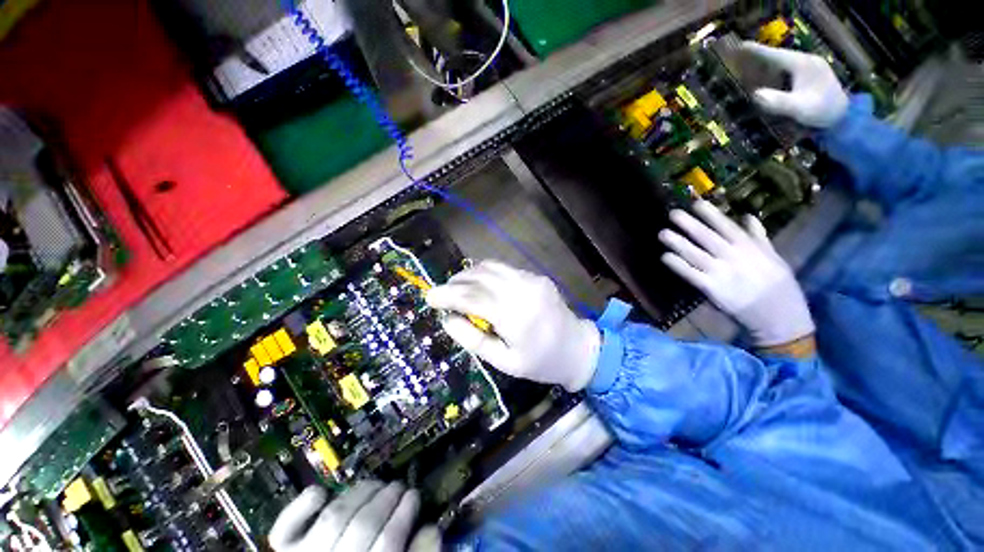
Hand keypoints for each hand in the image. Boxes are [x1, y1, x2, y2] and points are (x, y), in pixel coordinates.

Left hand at [269, 482, 439, 551]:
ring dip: (359, 493)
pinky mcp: (283, 549)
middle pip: (362, 526)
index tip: (414, 495)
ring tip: (375, 485)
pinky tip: (323, 494)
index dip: (405, 514)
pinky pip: (287, 524)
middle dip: (387, 499)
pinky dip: (305, 503)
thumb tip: (431, 528)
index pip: (388, 543)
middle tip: (399, 487)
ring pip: (334, 517)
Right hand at [425, 260, 600, 391]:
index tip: (429, 297)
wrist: (578, 348)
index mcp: (515, 317)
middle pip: (480, 278)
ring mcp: (532, 279)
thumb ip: (473, 340)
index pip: (472, 298)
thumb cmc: (540, 362)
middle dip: (456, 282)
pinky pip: (505, 269)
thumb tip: (448, 319)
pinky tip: (480, 284)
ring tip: (457, 287)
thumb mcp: (504, 362)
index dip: (448, 296)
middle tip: (442, 292)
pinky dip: (486, 273)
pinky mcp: (537, 276)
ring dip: (470, 274)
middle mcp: (523, 291)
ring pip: (491, 267)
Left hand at [659, 201, 813, 346]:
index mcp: (750, 247)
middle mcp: (734, 256)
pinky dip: (678, 265)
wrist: (781, 318)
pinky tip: (665, 257)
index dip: (710, 214)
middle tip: (671, 213)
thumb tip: (748, 216)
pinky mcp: (712, 289)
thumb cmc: (779, 286)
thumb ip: (758, 236)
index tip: (695, 202)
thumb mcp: (774, 256)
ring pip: (696, 254)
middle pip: (707, 237)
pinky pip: (691, 274)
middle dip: (689, 224)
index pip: (726, 226)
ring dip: (678, 243)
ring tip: (662, 233)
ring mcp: (722, 273)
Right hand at [741, 41, 847, 128]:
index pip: (775, 55)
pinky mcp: (808, 75)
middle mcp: (805, 61)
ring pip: (782, 63)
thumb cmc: (822, 112)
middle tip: (737, 59)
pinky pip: (786, 70)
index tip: (738, 47)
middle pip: (778, 57)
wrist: (844, 117)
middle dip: (758, 58)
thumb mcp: (799, 109)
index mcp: (802, 64)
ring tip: (746, 68)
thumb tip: (755, 95)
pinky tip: (764, 77)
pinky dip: (773, 72)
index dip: (756, 52)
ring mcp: (808, 67)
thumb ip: (779, 101)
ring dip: (765, 65)